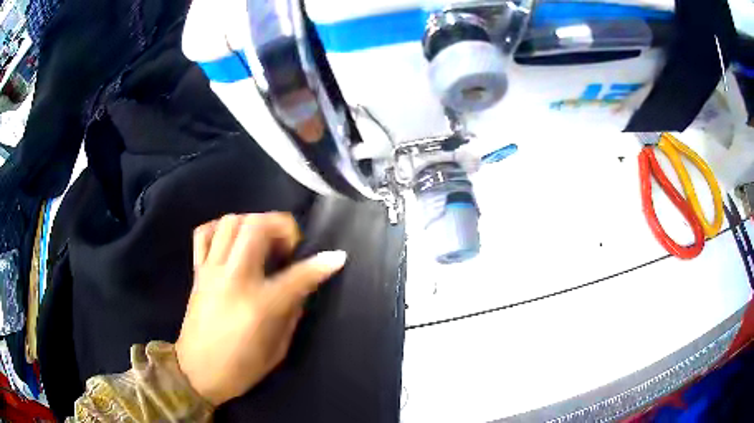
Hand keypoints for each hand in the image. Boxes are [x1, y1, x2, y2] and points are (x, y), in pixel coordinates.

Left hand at [176, 212, 346, 405]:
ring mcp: (211, 272)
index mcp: (259, 306)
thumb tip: (302, 287)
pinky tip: (232, 241)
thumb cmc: (240, 369)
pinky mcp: (197, 272)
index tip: (337, 257)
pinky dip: (221, 228)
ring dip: (254, 223)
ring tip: (264, 241)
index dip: (322, 264)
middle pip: (256, 227)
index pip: (298, 275)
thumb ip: (291, 313)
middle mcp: (233, 279)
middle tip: (290, 244)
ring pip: (231, 222)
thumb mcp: (277, 350)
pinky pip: (204, 234)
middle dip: (282, 225)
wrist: (195, 373)